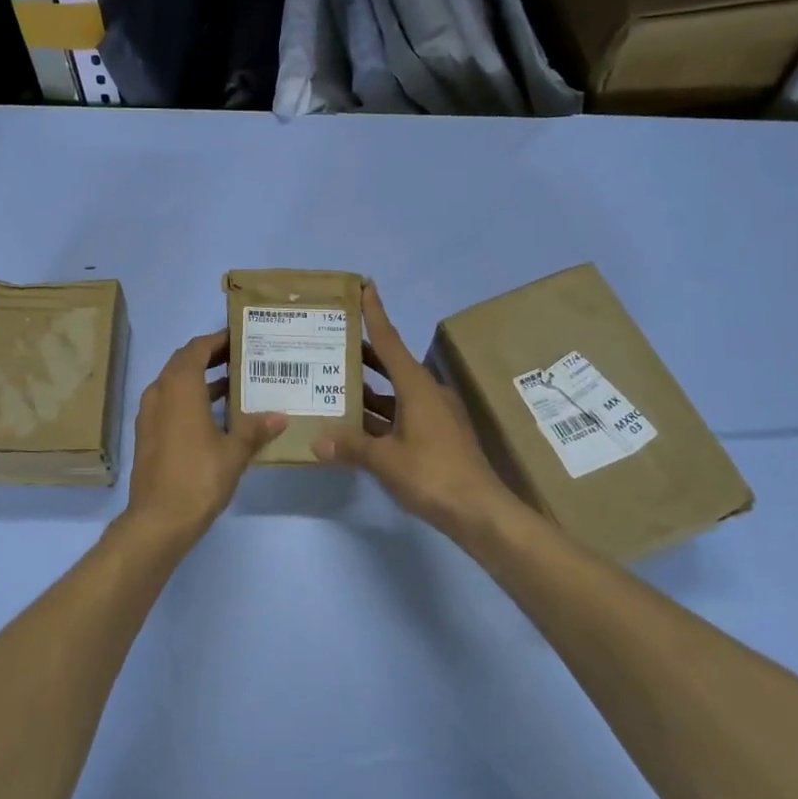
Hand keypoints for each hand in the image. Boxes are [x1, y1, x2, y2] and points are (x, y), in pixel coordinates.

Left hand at [117, 331, 284, 550]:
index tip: (240, 337)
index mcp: (179, 386)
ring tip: (236, 384)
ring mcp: (150, 414)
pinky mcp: (148, 435)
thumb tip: (280, 416)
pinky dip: (191, 399)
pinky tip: (216, 416)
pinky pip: (170, 403)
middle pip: (184, 362)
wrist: (158, 520)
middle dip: (211, 357)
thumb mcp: (234, 452)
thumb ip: (255, 429)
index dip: (218, 340)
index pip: (197, 348)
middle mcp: (160, 393)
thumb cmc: (198, 477)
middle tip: (242, 358)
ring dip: (201, 379)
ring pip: (176, 384)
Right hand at [313, 283, 525, 544]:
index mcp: (417, 387)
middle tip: (334, 339)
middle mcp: (427, 393)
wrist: (480, 511)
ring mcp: (435, 416)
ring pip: (396, 392)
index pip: (390, 341)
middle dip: (365, 352)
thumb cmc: (433, 474)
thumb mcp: (385, 460)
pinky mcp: (437, 436)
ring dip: (370, 388)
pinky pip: (402, 414)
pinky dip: (380, 414)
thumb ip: (350, 447)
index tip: (364, 287)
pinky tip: (357, 424)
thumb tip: (317, 442)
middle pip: (392, 364)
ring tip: (336, 380)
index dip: (375, 314)